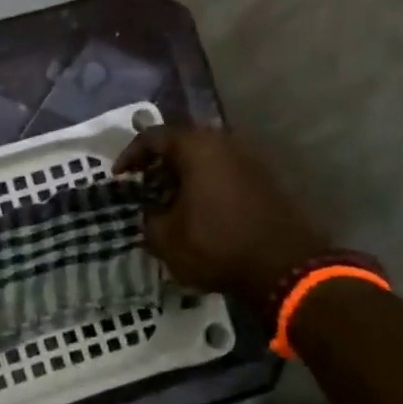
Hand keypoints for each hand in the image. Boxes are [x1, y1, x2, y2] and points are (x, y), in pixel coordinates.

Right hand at [116, 125, 327, 313]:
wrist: (283, 267)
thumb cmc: (216, 245)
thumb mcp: (166, 238)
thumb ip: (149, 218)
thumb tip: (153, 212)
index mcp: (197, 148)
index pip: (153, 136)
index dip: (130, 155)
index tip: (119, 176)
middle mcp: (225, 144)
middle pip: (182, 143)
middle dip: (158, 164)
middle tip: (142, 186)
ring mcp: (249, 160)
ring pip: (205, 158)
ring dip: (182, 175)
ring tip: (167, 201)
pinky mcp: (263, 181)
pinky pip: (223, 173)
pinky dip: (204, 185)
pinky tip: (196, 211)